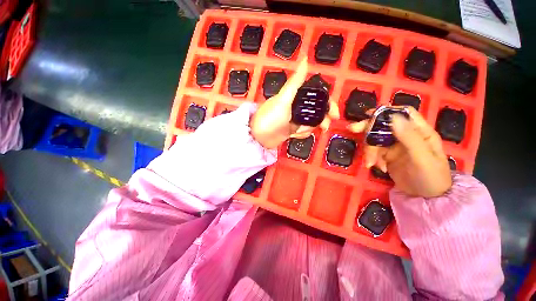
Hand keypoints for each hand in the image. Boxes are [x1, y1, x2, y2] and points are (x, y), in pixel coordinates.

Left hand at [250, 58, 339, 148]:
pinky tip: (293, 135)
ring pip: (312, 124)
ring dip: (307, 129)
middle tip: (324, 127)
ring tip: (297, 131)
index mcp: (296, 97)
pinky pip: (304, 132)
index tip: (334, 114)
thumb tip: (306, 58)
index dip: (328, 104)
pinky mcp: (292, 130)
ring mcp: (295, 119)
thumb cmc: (271, 117)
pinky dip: (301, 134)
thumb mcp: (284, 99)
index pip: (317, 98)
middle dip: (321, 120)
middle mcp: (297, 107)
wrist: (259, 137)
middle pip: (317, 112)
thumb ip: (295, 82)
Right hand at [348, 107, 451, 197]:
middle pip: (383, 125)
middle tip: (352, 129)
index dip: (386, 111)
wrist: (426, 198)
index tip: (368, 114)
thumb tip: (393, 117)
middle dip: (368, 128)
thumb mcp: (422, 158)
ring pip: (375, 139)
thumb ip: (410, 138)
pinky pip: (373, 152)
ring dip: (369, 150)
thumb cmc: (431, 177)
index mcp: (419, 131)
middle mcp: (405, 135)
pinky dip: (371, 158)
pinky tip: (378, 167)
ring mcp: (395, 145)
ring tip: (371, 164)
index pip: (403, 113)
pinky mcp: (386, 155)